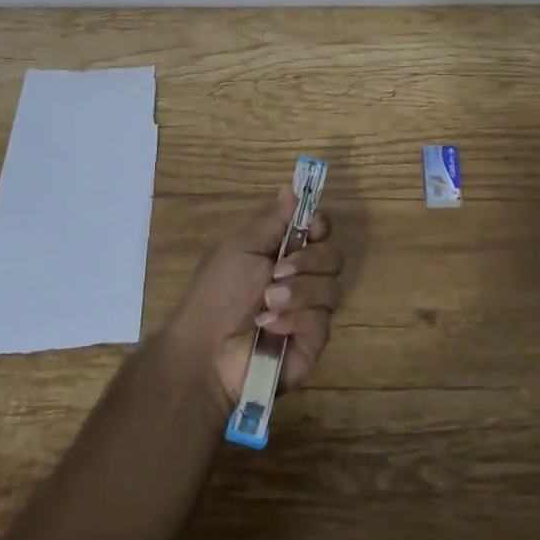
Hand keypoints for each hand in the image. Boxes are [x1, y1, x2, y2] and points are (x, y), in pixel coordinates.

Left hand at [160, 186, 342, 407]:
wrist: (206, 352)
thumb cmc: (217, 293)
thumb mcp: (241, 248)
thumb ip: (272, 219)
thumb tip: (292, 186)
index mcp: (284, 252)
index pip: (320, 230)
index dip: (320, 226)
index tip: (311, 228)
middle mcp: (302, 278)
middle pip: (333, 255)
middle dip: (308, 260)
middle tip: (278, 270)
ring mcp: (310, 311)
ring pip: (331, 287)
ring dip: (298, 291)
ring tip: (267, 302)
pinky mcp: (313, 342)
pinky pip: (321, 320)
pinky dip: (294, 319)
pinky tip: (270, 326)